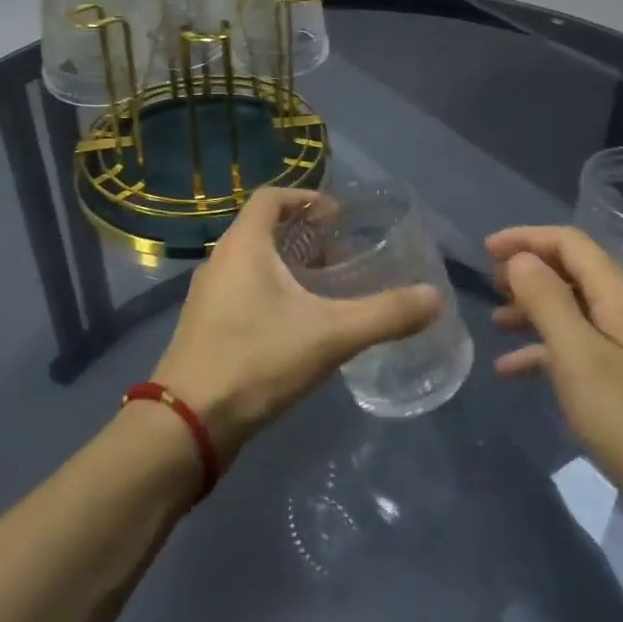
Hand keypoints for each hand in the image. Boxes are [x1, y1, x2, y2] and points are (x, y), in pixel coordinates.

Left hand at [153, 188, 441, 460]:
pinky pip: (242, 292)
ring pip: (252, 264)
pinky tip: (296, 326)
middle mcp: (220, 261)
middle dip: (303, 237)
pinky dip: (271, 293)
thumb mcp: (331, 335)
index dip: (306, 198)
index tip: (337, 216)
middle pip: (263, 230)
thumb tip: (434, 298)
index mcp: (243, 245)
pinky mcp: (204, 327)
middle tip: (340, 256)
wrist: (188, 423)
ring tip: (325, 290)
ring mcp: (207, 296)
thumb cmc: (257, 360)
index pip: (271, 197)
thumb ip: (385, 314)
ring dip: (287, 267)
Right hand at [487, 225, 622, 526]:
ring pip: (578, 311)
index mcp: (622, 295)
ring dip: (536, 311)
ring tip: (497, 324)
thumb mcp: (579, 357)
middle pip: (575, 272)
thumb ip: (547, 301)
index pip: (570, 243)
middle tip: (489, 287)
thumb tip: (521, 259)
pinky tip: (517, 372)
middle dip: (530, 273)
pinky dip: (550, 351)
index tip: (485, 250)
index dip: (526, 238)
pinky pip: (586, 348)